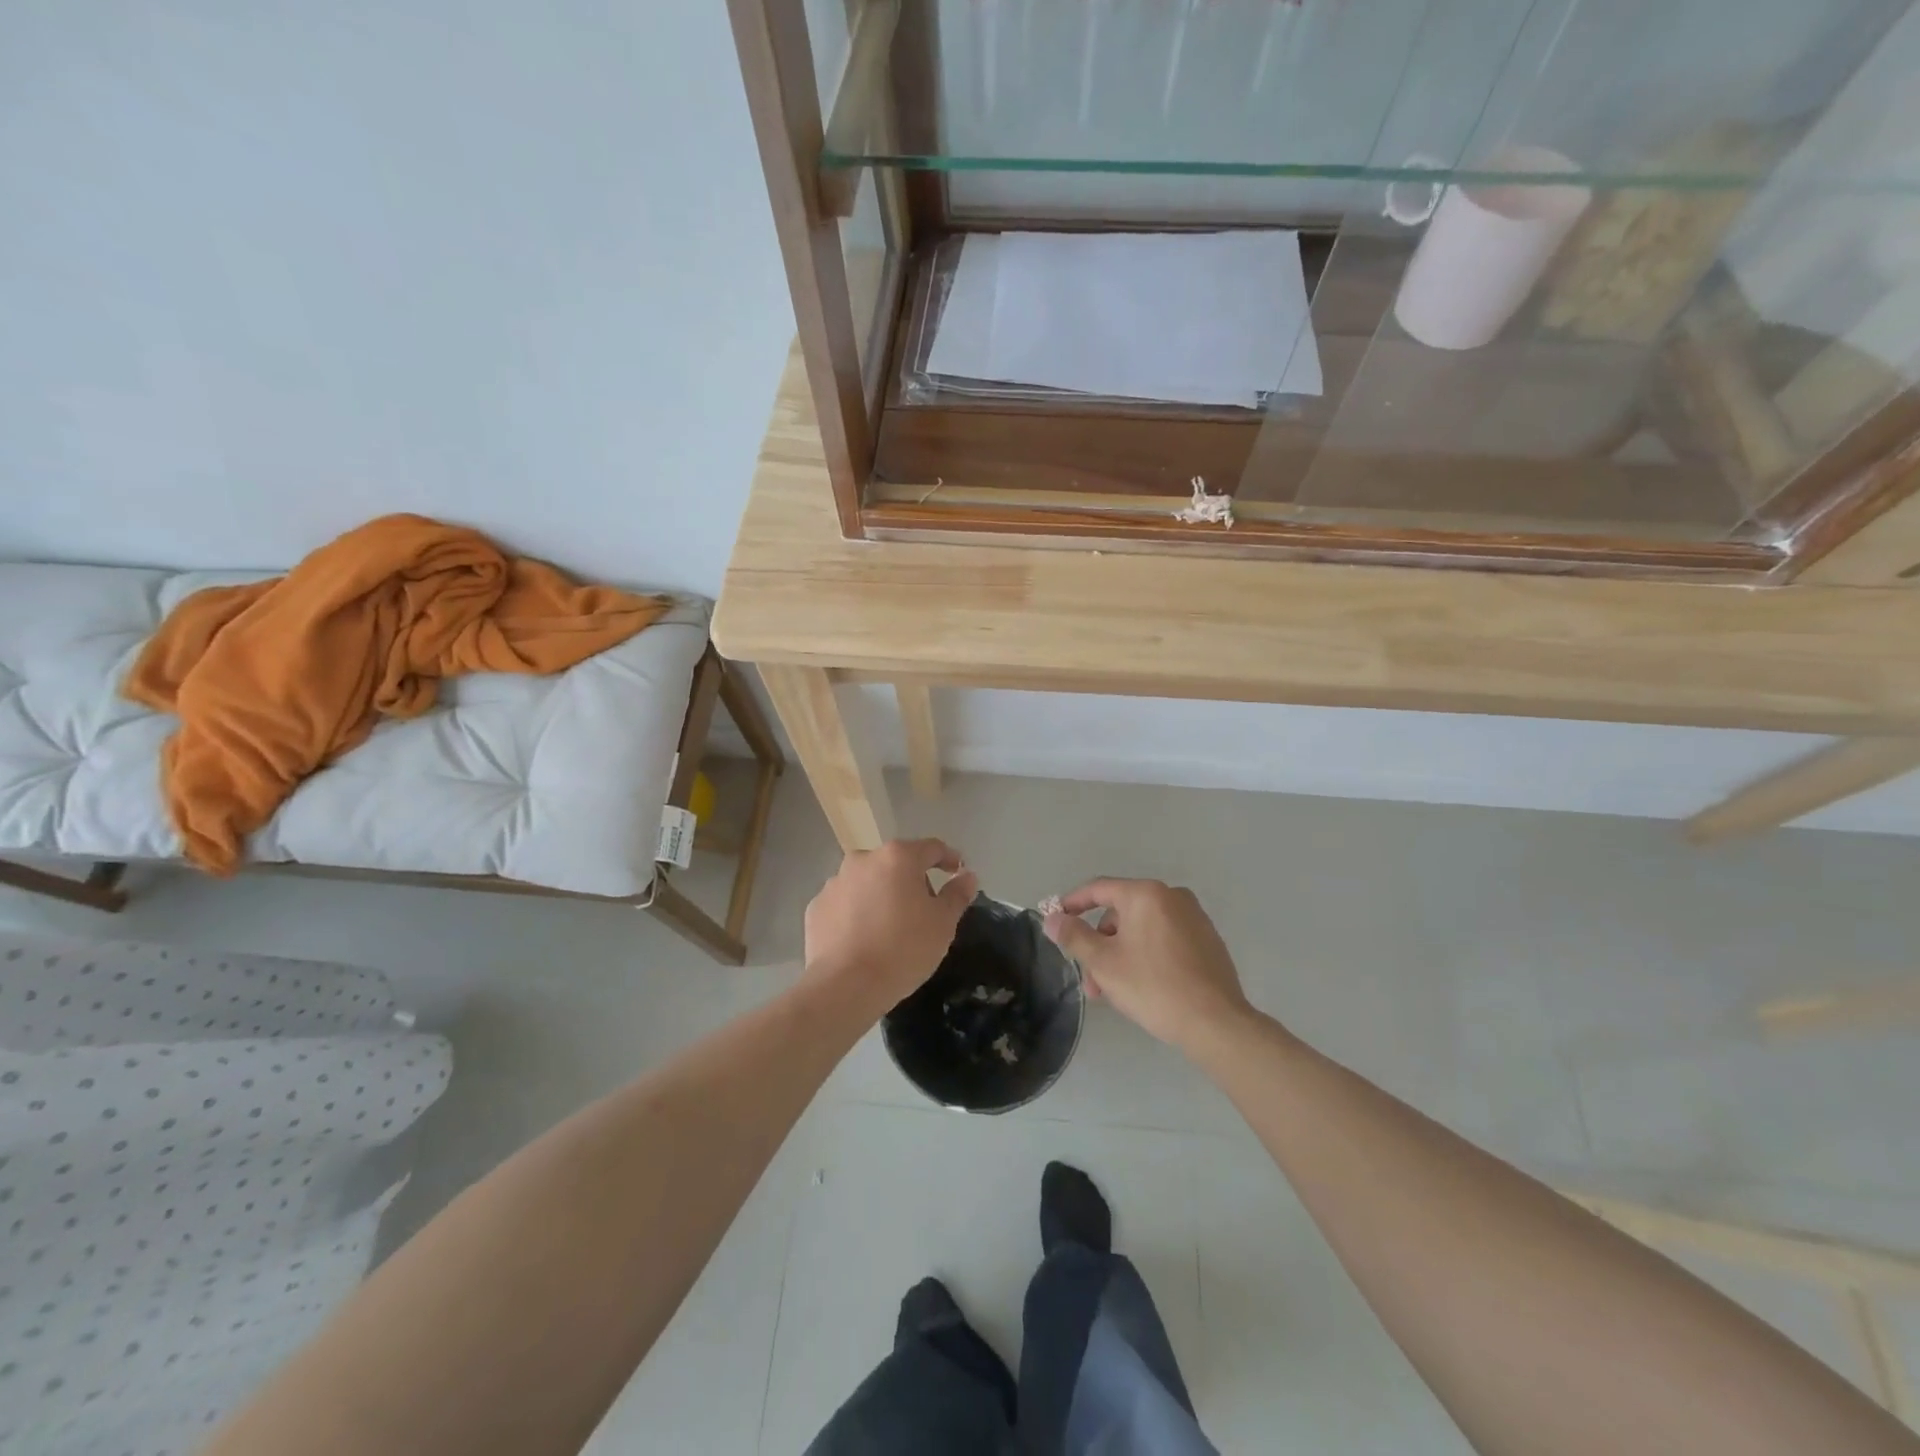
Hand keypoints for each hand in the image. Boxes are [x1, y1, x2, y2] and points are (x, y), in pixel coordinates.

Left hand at [803, 839, 977, 1017]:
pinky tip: (863, 939)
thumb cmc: (903, 949)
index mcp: (897, 857)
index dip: (948, 859)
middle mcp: (863, 860)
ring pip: (868, 882)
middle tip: (923, 910)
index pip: (931, 848)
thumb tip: (967, 876)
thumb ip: (957, 894)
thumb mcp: (943, 924)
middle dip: (912, 880)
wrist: (845, 986)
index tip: (957, 873)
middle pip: (896, 863)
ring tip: (889, 928)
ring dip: (881, 895)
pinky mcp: (816, 907)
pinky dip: (856, 913)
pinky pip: (845, 904)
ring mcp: (835, 882)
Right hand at [1043, 879, 1252, 1052]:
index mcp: (1146, 894)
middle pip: (1121, 913)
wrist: (1216, 1023)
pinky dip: (1146, 955)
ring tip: (1114, 992)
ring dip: (1121, 954)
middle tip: (1090, 979)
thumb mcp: (1103, 963)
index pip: (1099, 889)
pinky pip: (1164, 939)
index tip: (1055, 920)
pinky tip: (1143, 987)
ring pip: (1142, 929)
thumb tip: (1052, 918)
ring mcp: (1194, 918)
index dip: (1072, 903)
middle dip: (1100, 944)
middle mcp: (1172, 896)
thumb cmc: (1153, 987)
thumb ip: (1074, 936)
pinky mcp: (1207, 941)